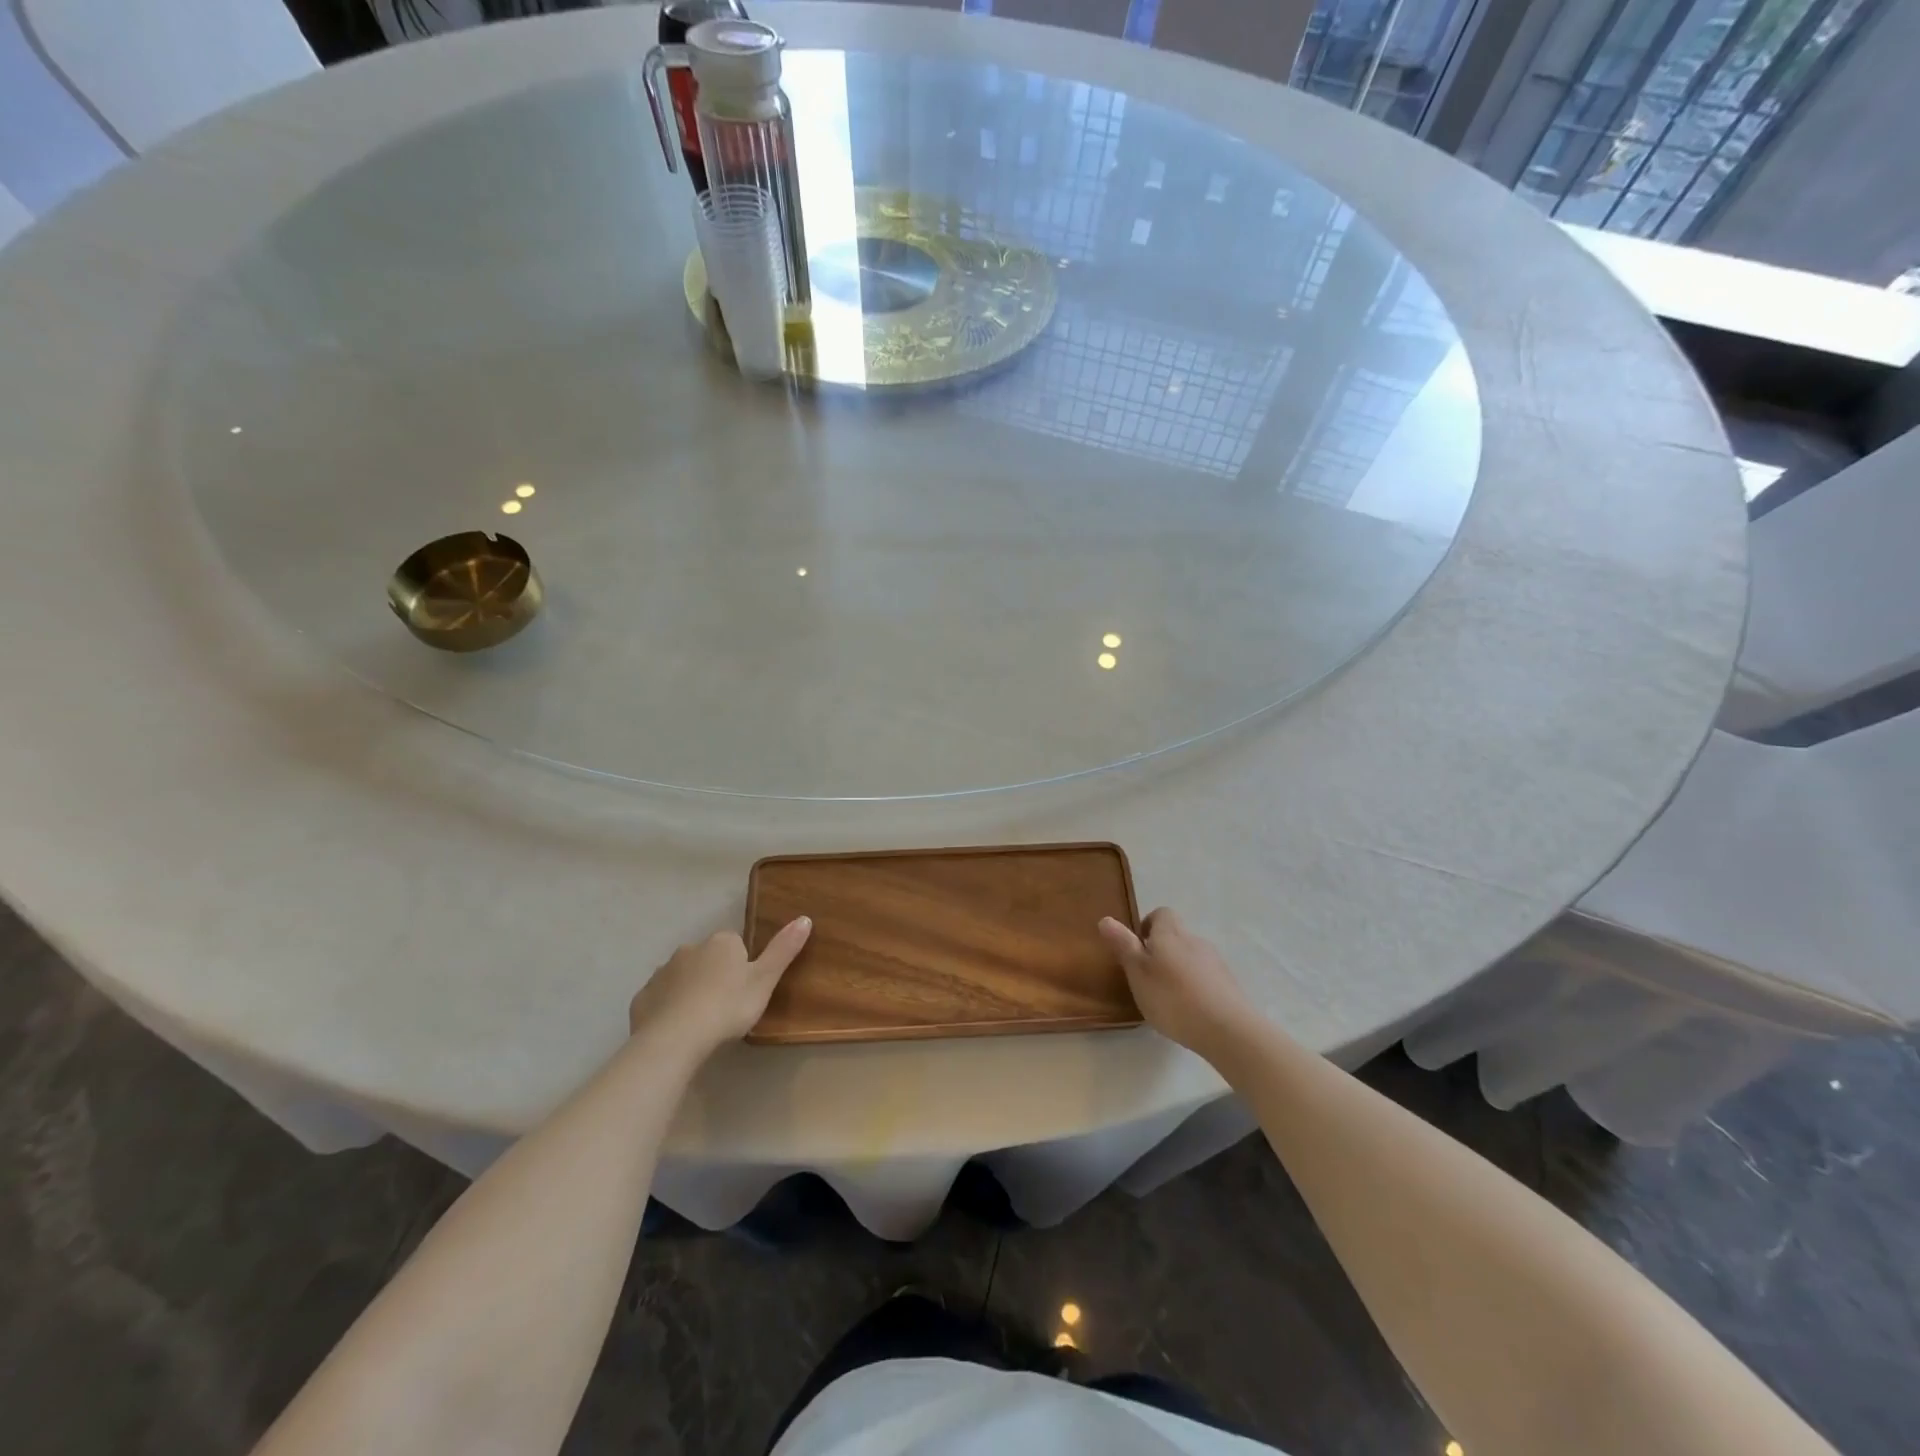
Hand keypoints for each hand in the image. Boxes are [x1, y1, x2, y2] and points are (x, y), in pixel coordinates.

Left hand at [628, 918, 811, 1055]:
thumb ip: (783, 950)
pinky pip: (661, 998)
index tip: (745, 990)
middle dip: (715, 976)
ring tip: (701, 1021)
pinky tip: (677, 1029)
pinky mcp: (642, 997)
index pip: (736, 945)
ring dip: (691, 991)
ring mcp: (662, 972)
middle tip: (725, 1007)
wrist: (675, 1038)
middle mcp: (690, 948)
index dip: (742, 967)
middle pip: (708, 959)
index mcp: (722, 942)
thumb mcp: (764, 980)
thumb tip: (805, 918)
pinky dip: (668, 1008)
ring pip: (682, 977)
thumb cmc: (727, 1006)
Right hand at [1098, 908, 1254, 1060]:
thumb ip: (1123, 945)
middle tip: (1146, 978)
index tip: (1137, 949)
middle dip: (1161, 951)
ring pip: (1190, 957)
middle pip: (1176, 936)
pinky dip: (1194, 986)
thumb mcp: (1138, 972)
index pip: (1161, 913)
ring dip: (1178, 970)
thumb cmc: (1173, 998)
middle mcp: (1194, 940)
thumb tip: (1105, 919)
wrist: (1228, 1029)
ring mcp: (1215, 962)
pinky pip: (1205, 977)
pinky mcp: (1229, 984)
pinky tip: (1188, 1011)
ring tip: (1167, 998)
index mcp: (1170, 933)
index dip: (1148, 926)